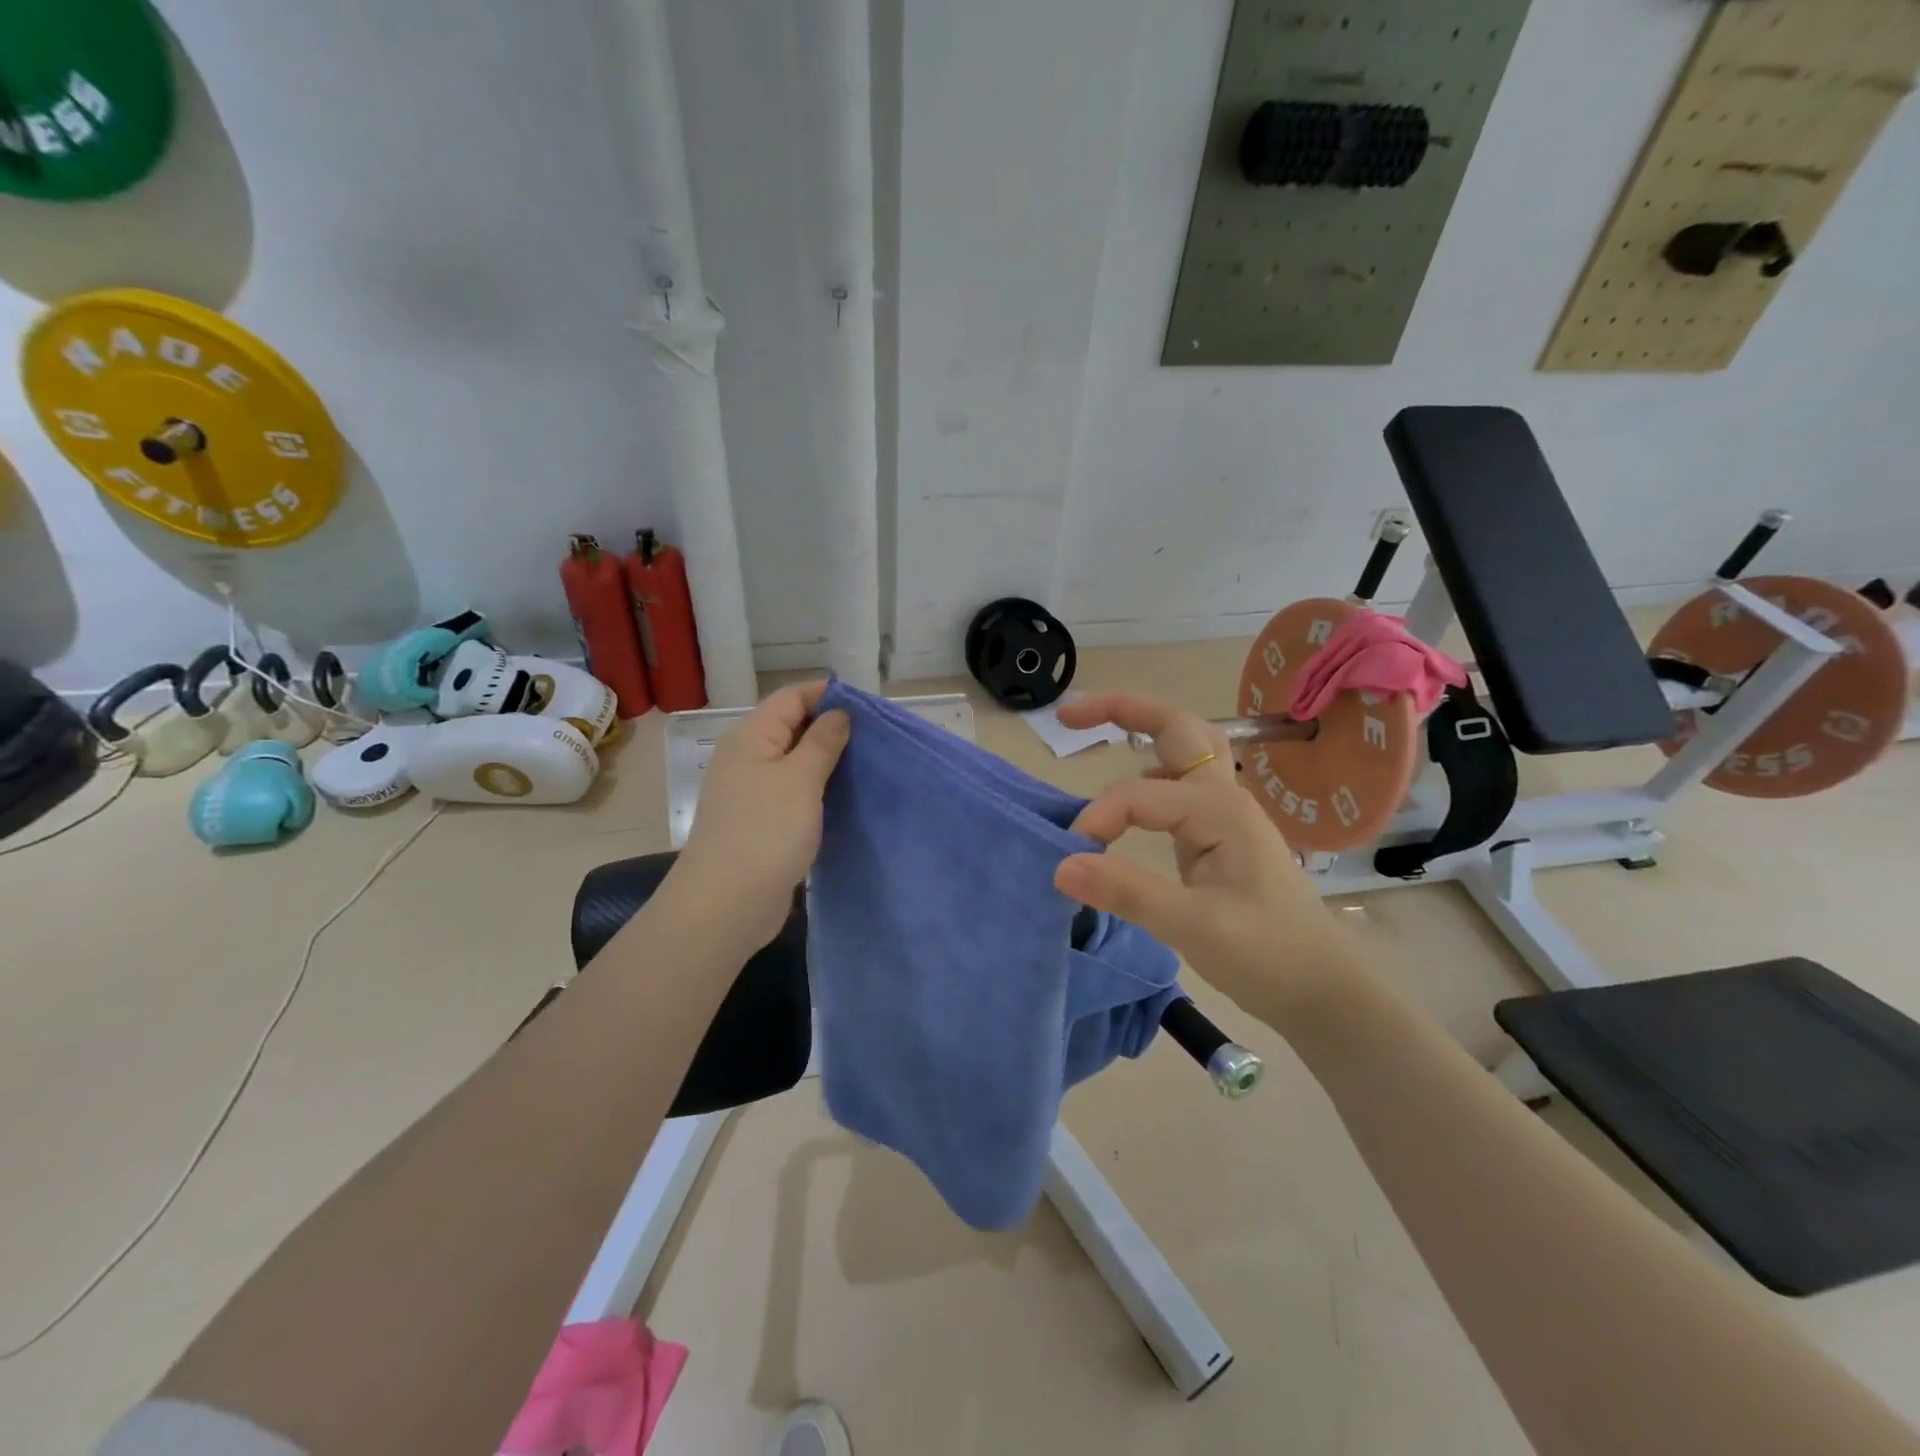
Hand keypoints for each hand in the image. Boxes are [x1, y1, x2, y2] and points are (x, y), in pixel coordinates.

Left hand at [675, 681, 850, 946]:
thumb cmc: (766, 831)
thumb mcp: (801, 779)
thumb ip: (822, 742)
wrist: (726, 904)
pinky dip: (816, 790)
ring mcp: (751, 792)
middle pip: (791, 727)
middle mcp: (747, 758)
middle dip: (831, 728)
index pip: (791, 697)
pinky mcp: (759, 822)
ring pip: (794, 762)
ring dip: (826, 762)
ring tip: (866, 766)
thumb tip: (837, 714)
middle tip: (875, 738)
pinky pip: (792, 793)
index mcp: (751, 736)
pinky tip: (843, 799)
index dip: (827, 695)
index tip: (868, 707)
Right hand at [1052, 692, 1365, 1029]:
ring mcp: (1221, 815)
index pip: (1139, 795)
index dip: (1099, 818)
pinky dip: (1147, 776)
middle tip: (1069, 717)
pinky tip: (1127, 803)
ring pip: (1183, 751)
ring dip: (1142, 731)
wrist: (1321, 990)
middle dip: (1123, 710)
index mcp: (1220, 810)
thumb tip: (1061, 865)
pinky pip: (1178, 788)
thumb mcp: (1194, 926)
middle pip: (1176, 728)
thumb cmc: (1268, 954)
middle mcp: (1222, 798)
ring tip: (1094, 732)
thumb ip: (1126, 891)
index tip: (1073, 859)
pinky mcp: (1216, 837)